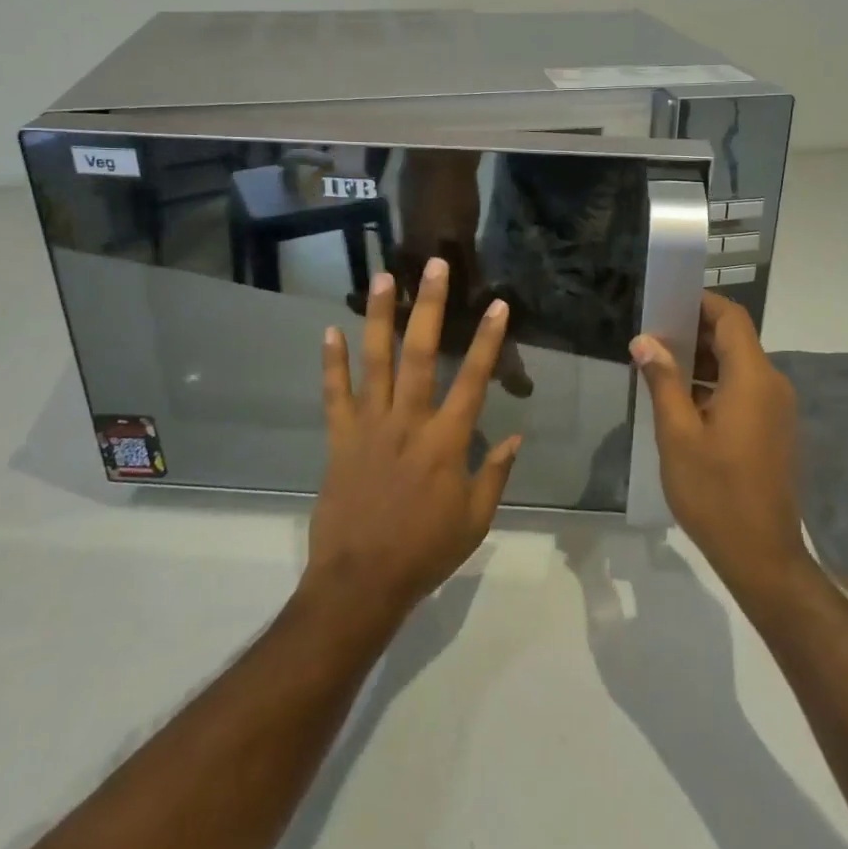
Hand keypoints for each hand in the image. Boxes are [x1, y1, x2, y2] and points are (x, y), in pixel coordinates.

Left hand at [308, 258, 521, 620]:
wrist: (361, 582)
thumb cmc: (425, 551)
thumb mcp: (476, 519)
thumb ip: (496, 473)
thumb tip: (516, 436)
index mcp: (446, 441)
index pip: (473, 379)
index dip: (489, 340)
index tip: (498, 304)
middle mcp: (408, 422)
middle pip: (420, 353)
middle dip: (429, 306)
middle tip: (432, 265)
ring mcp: (370, 427)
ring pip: (375, 362)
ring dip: (379, 317)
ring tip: (382, 278)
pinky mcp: (340, 439)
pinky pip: (335, 394)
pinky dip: (332, 362)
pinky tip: (331, 330)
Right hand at [631, 293, 812, 601]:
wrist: (762, 555)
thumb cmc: (715, 492)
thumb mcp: (677, 435)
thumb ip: (663, 382)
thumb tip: (646, 341)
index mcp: (752, 378)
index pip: (731, 317)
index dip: (701, 303)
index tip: (666, 303)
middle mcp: (772, 384)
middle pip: (736, 339)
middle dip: (695, 332)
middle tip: (653, 338)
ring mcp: (777, 408)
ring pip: (739, 365)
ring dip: (703, 360)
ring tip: (660, 367)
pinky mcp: (775, 428)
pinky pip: (745, 389)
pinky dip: (715, 383)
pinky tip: (683, 401)